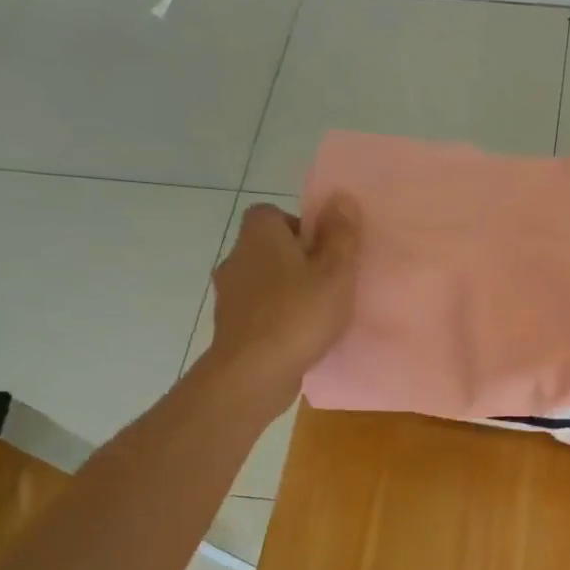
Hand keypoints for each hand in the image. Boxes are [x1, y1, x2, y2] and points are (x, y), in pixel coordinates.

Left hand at [201, 198, 361, 413]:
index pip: (272, 214)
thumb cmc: (299, 315)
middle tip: (327, 284)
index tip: (324, 253)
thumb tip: (340, 198)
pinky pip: (258, 311)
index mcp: (260, 236)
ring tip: (316, 314)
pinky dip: (275, 318)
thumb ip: (341, 236)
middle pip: (268, 248)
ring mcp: (229, 294)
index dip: (300, 228)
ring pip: (263, 281)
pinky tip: (298, 337)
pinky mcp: (229, 326)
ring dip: (286, 292)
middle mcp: (237, 258)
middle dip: (296, 262)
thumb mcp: (335, 273)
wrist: (254, 372)